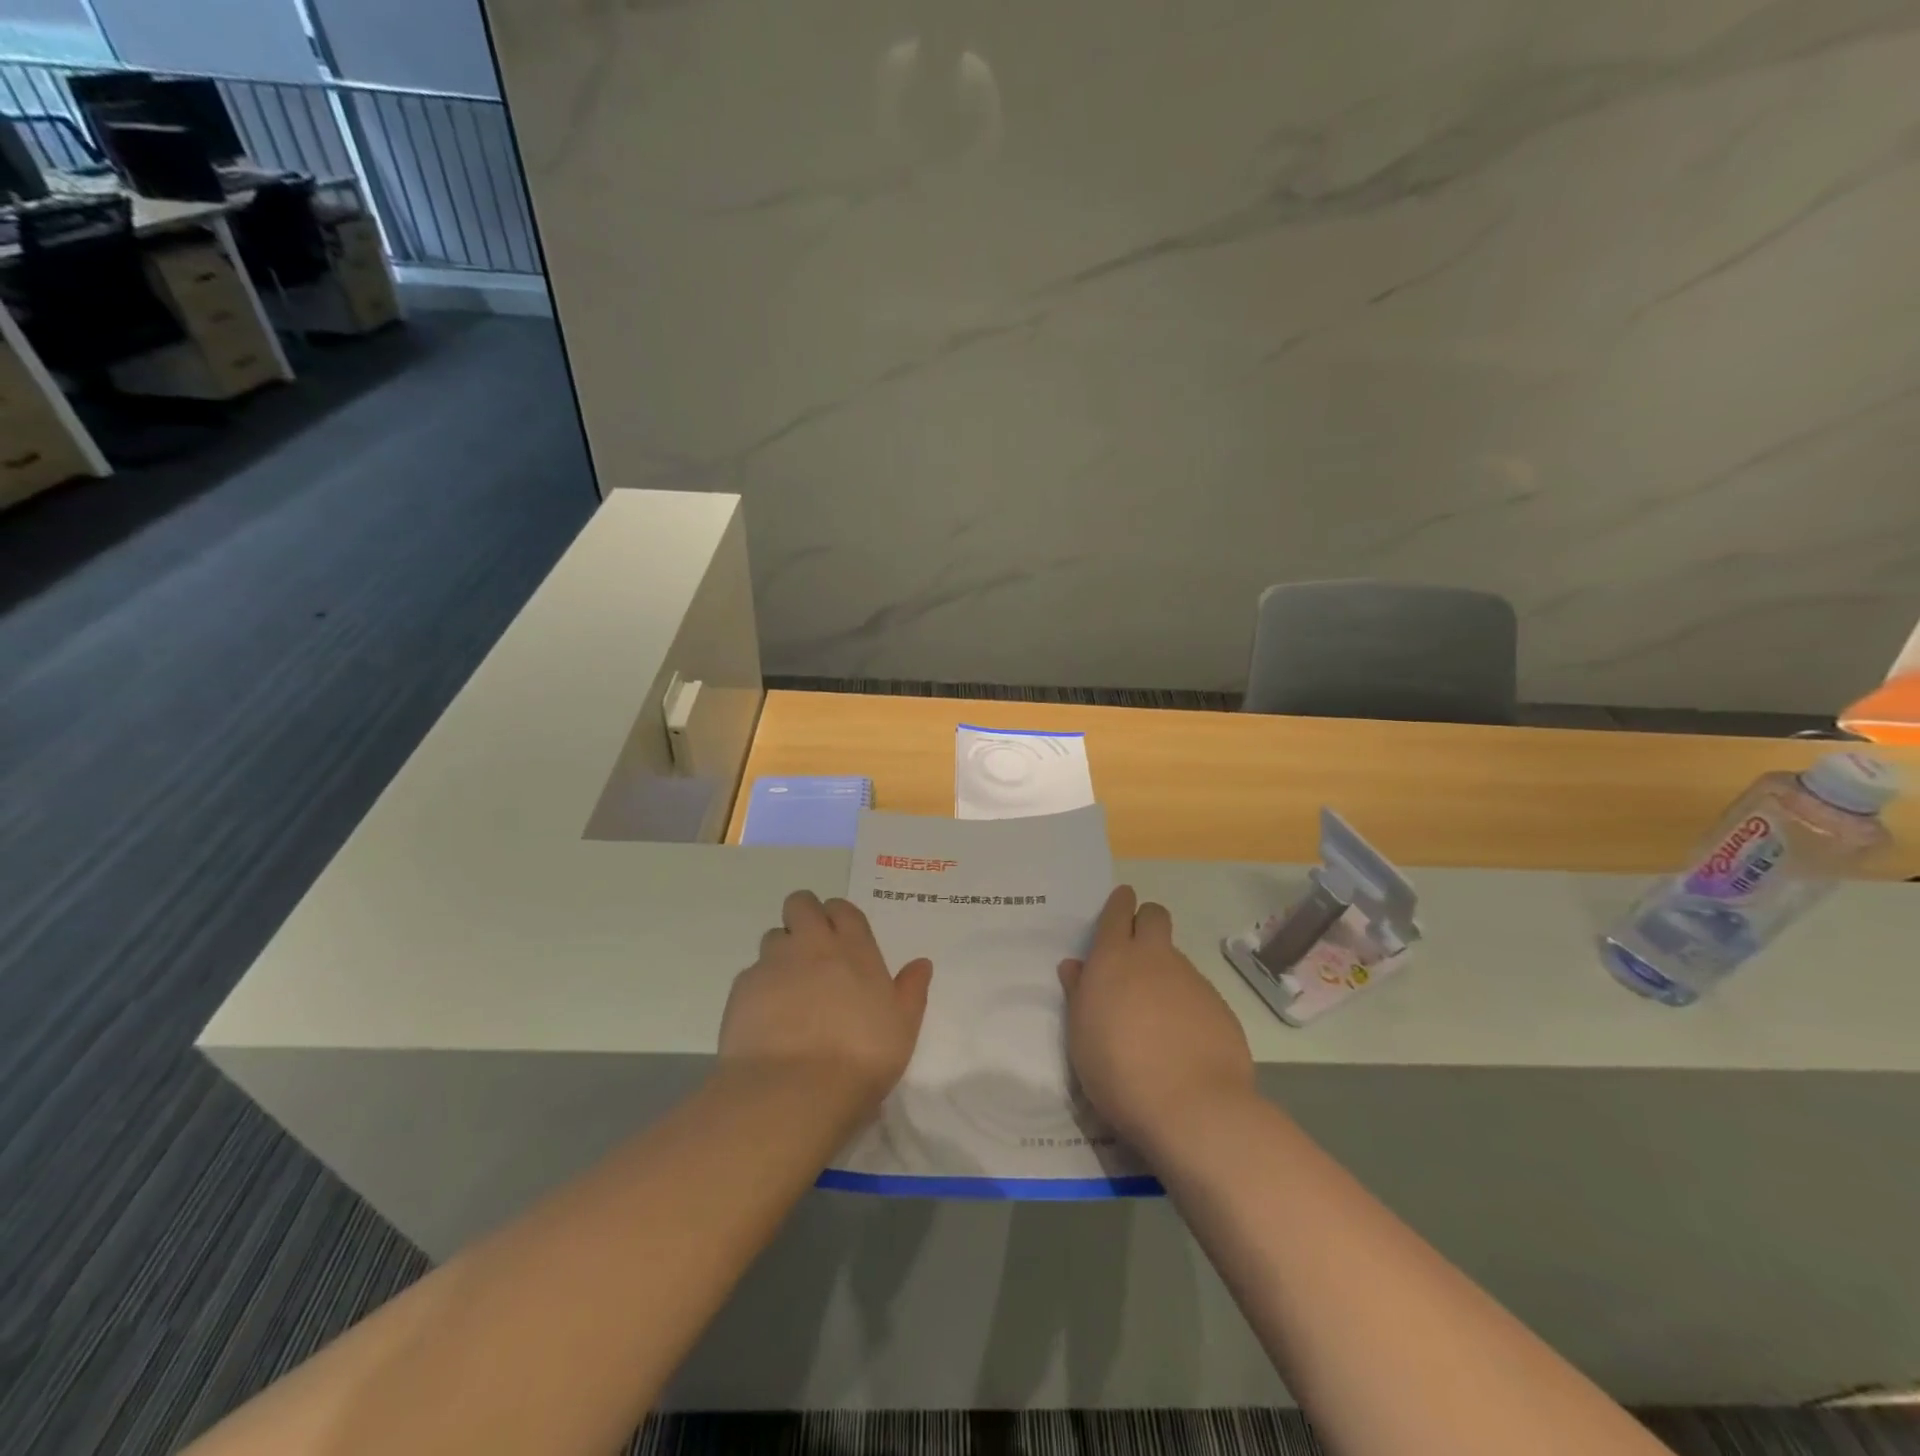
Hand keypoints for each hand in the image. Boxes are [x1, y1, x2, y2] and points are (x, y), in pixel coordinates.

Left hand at [720, 890, 932, 1116]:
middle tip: (812, 951)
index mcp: (854, 948)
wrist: (794, 1091)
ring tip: (789, 989)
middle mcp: (812, 944)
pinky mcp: (742, 989)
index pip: (842, 909)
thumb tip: (921, 963)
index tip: (842, 939)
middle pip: (800, 904)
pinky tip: (767, 1018)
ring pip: (773, 937)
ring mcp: (773, 963)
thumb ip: (911, 991)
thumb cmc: (861, 1058)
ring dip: (782, 952)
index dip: (839, 917)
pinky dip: (760, 987)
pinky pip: (751, 974)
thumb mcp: (902, 1028)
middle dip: (804, 917)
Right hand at [1058, 885, 1254, 1149]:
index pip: (1118, 911)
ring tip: (1155, 1015)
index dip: (1119, 904)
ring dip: (1164, 971)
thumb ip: (1079, 993)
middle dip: (1146, 922)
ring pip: (1176, 957)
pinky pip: (1198, 992)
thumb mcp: (1081, 1034)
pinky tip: (1182, 1041)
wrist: (1193, 1108)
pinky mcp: (1220, 1007)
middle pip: (1155, 916)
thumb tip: (1076, 966)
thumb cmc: (1118, 1070)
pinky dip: (1187, 1004)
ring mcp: (1192, 980)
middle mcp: (1155, 958)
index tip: (1119, 905)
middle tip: (1134, 952)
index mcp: (1114, 958)